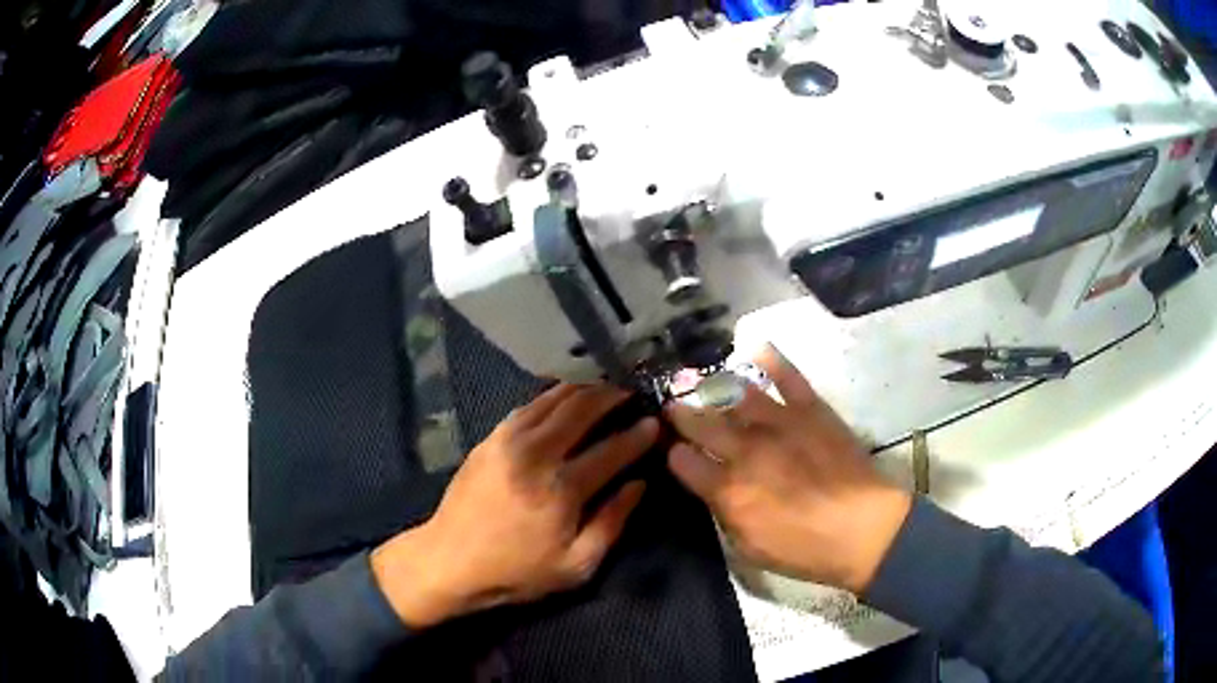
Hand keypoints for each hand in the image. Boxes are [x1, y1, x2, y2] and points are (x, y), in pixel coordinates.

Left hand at [372, 384, 657, 626]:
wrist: (449, 560)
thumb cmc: (517, 571)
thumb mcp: (576, 566)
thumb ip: (612, 522)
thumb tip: (638, 483)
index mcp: (561, 491)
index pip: (611, 451)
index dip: (637, 435)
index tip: (655, 423)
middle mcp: (536, 455)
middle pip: (582, 411)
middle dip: (612, 397)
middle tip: (631, 392)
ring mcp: (509, 441)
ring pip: (554, 400)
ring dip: (584, 389)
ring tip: (604, 387)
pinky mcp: (490, 437)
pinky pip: (528, 405)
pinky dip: (553, 395)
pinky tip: (566, 395)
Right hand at [665, 346, 910, 593]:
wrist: (863, 529)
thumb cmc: (805, 550)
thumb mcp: (750, 548)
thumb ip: (725, 514)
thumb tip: (713, 490)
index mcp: (728, 489)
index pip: (684, 461)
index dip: (675, 455)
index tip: (675, 452)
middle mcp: (746, 450)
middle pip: (702, 423)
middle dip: (682, 414)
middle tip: (674, 406)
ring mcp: (779, 424)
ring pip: (737, 397)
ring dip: (714, 388)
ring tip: (704, 382)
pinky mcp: (810, 410)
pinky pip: (788, 377)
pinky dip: (772, 359)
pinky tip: (756, 347)